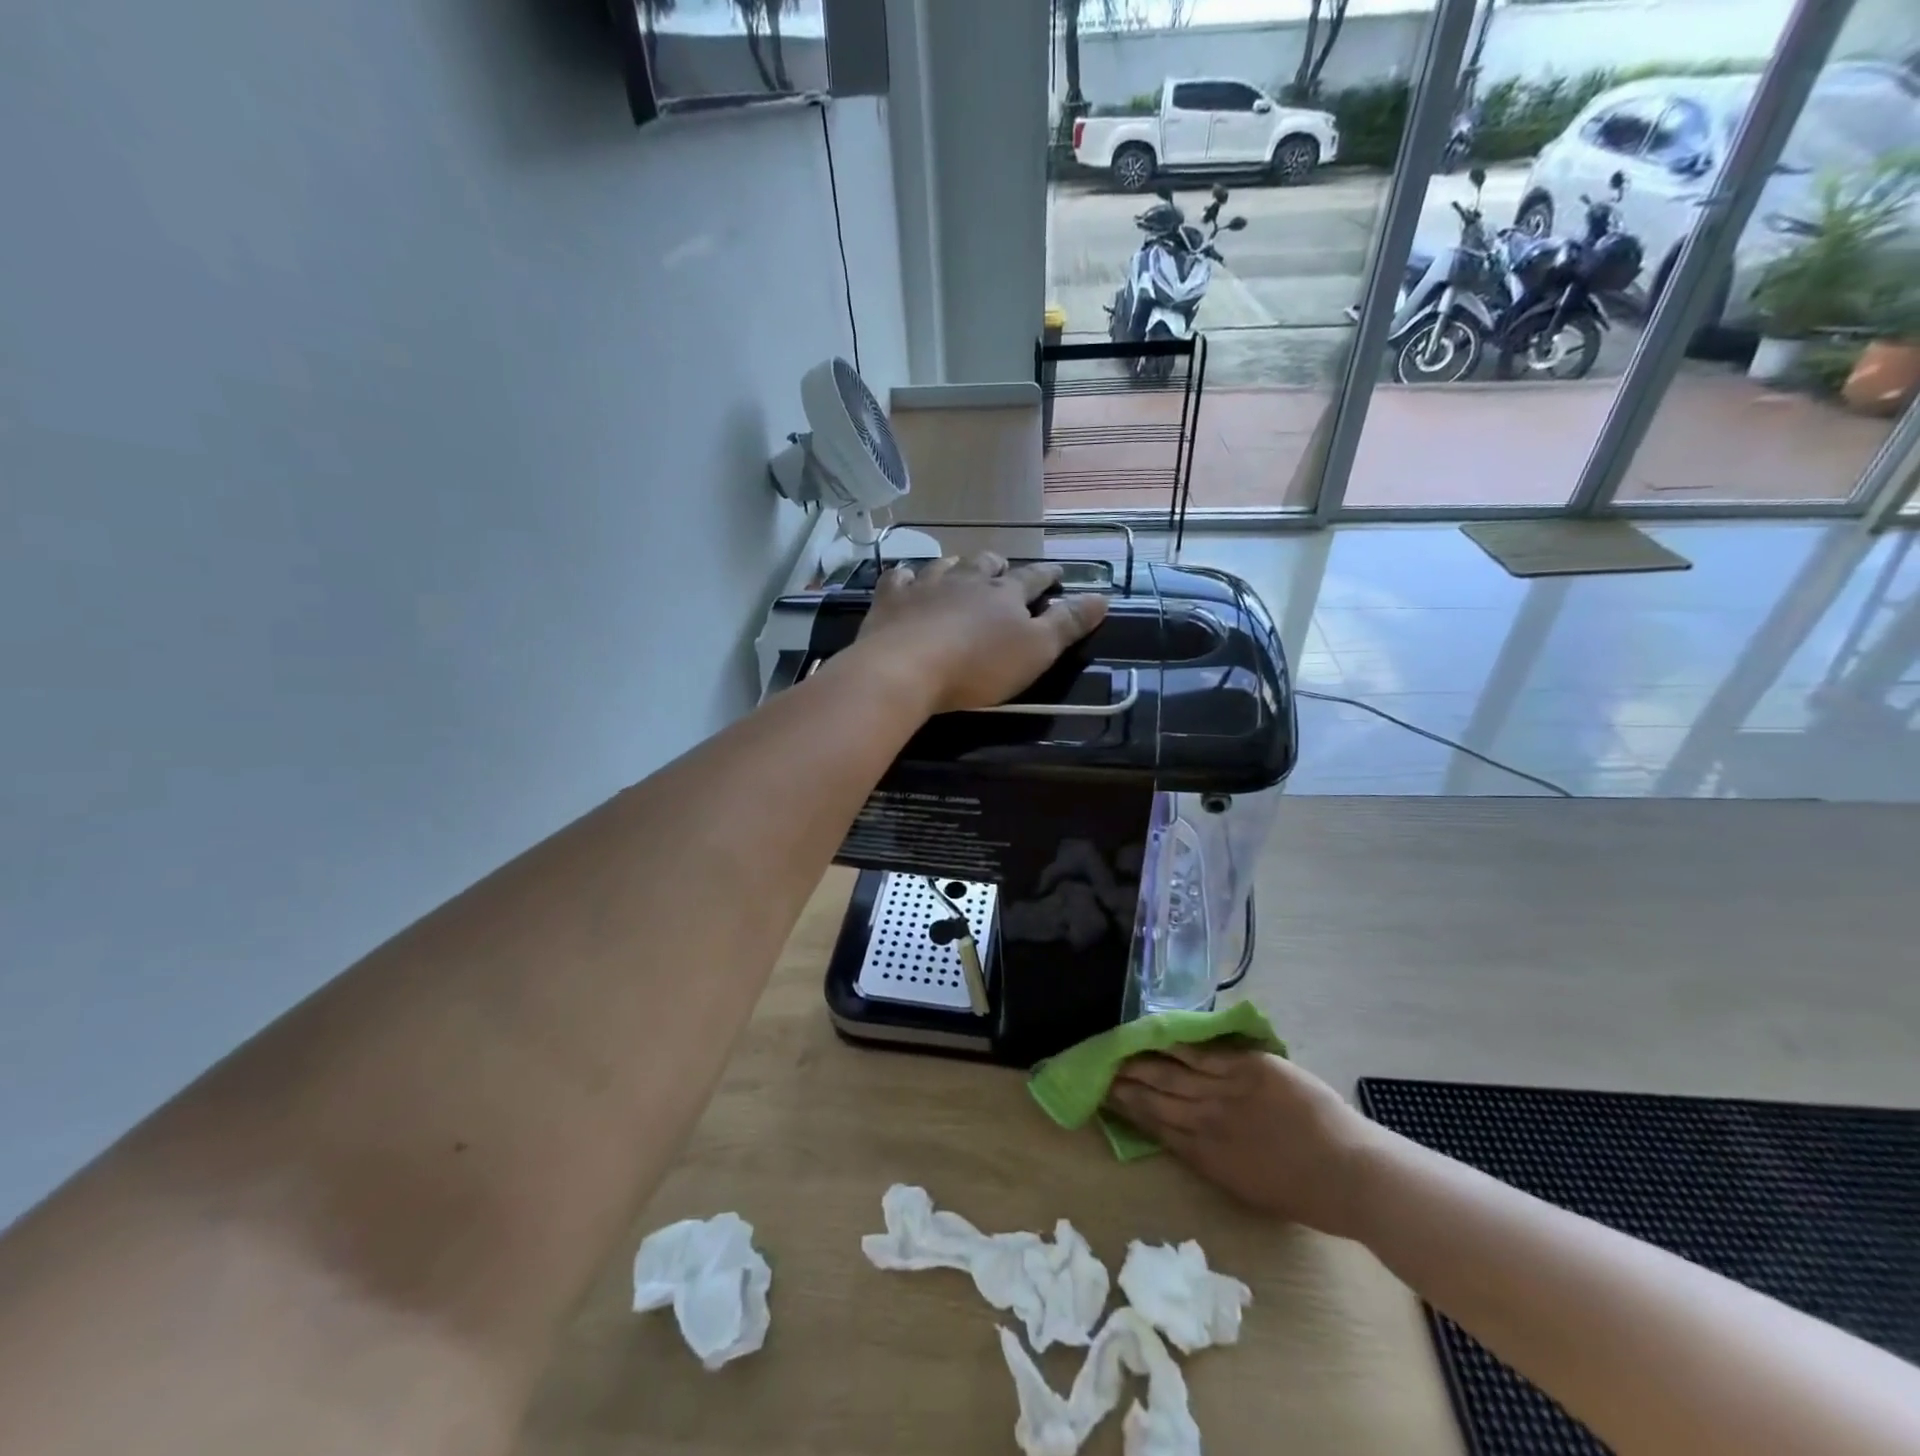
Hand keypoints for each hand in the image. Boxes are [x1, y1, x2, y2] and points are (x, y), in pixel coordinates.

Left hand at [855, 553, 1108, 714]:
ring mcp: (926, 585)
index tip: (1057, 571)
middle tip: (1002, 569)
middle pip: (986, 565)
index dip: (1047, 575)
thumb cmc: (978, 666)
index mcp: (1004, 594)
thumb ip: (1068, 624)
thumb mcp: (1036, 651)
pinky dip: (907, 577)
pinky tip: (907, 579)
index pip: (1033, 579)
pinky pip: (900, 578)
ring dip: (956, 566)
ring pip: (945, 565)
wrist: (906, 669)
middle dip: (998, 566)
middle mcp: (966, 580)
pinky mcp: (891, 599)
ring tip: (958, 568)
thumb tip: (1103, 597)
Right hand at [1106, 1047, 1377, 1237]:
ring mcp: (1225, 1090)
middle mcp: (1207, 1121)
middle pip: (1156, 1096)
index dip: (1128, 1109)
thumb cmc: (1305, 1192)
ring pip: (1173, 1072)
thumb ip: (1211, 1158)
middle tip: (1099, 1068)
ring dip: (1143, 1062)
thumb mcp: (1246, 1188)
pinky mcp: (1246, 1067)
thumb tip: (1181, 1135)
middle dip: (1126, 1083)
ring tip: (1118, 1051)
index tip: (1103, 1095)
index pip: (1155, 1126)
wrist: (1351, 1174)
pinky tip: (1157, 1036)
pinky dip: (1178, 1045)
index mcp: (1206, 1156)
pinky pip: (1203, 1053)